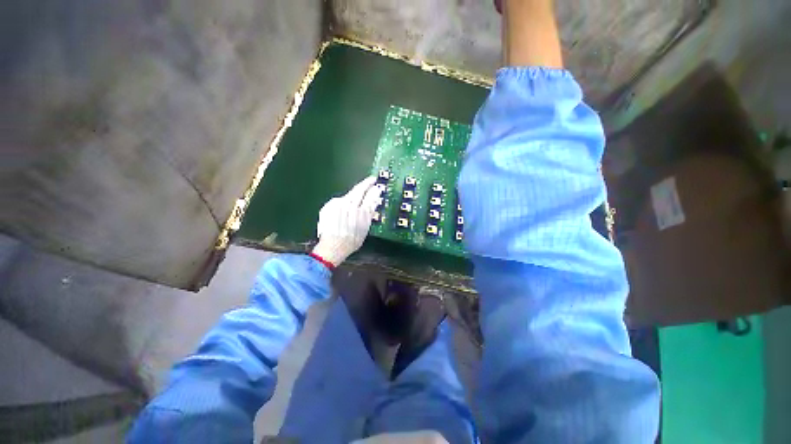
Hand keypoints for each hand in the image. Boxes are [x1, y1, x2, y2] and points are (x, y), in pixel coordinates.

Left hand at [311, 176, 382, 266]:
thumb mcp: (365, 228)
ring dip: (355, 194)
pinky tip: (343, 208)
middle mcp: (351, 206)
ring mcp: (339, 205)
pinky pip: (339, 200)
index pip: (371, 196)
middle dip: (366, 183)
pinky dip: (343, 202)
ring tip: (359, 194)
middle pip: (360, 190)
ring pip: (349, 194)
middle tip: (371, 179)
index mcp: (363, 213)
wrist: (332, 247)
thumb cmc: (351, 241)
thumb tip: (374, 201)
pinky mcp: (329, 205)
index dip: (374, 189)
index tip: (377, 185)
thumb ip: (369, 213)